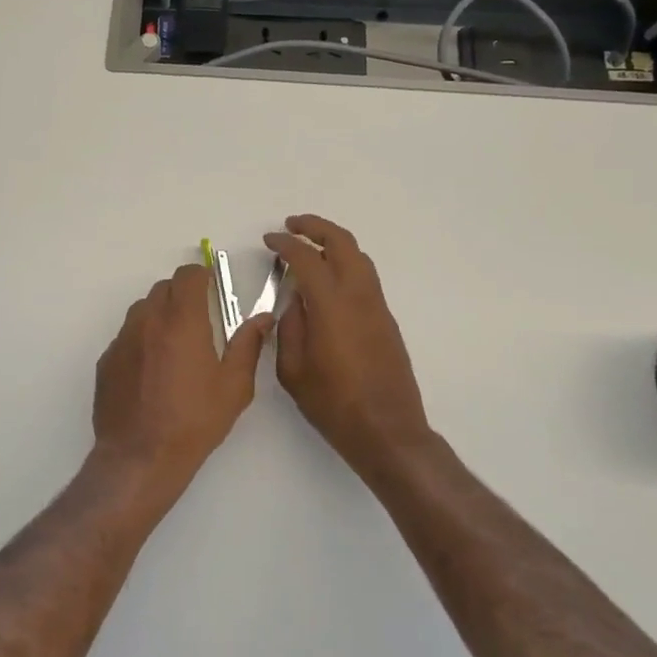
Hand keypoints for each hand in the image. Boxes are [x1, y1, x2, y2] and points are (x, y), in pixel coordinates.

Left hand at [91, 264, 270, 503]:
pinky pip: (126, 337)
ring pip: (142, 310)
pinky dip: (141, 340)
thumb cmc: (194, 421)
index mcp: (182, 321)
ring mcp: (122, 340)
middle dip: (183, 294)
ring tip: (175, 346)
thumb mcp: (233, 387)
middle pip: (163, 288)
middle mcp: (148, 321)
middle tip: (199, 319)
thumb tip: (263, 319)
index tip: (212, 287)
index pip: (188, 275)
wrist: (140, 457)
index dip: (202, 275)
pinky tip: (152, 371)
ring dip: (160, 315)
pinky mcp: (106, 361)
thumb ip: (248, 345)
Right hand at [264, 215, 432, 475]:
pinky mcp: (386, 320)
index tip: (269, 240)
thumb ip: (289, 328)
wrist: (386, 430)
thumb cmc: (332, 404)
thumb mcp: (293, 370)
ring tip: (310, 248)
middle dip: (316, 227)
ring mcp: (377, 307)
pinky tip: (329, 282)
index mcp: (331, 306)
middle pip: (342, 243)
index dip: (285, 244)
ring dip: (334, 244)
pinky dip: (345, 265)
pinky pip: (366, 278)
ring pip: (359, 258)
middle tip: (292, 226)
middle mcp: (359, 297)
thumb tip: (294, 302)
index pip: (306, 258)